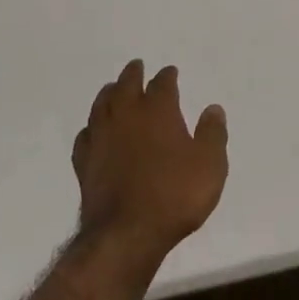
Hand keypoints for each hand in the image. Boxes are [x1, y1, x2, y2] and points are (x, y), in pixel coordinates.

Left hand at [73, 60, 228, 264]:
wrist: (126, 233)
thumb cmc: (175, 195)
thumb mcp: (210, 165)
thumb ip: (212, 134)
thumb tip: (213, 108)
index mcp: (158, 111)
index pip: (162, 84)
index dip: (167, 76)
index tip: (170, 72)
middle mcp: (127, 115)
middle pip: (127, 85)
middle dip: (133, 74)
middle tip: (136, 66)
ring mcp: (102, 138)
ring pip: (102, 105)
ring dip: (109, 93)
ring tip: (112, 88)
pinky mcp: (84, 163)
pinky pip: (85, 136)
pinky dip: (91, 128)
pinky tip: (93, 131)